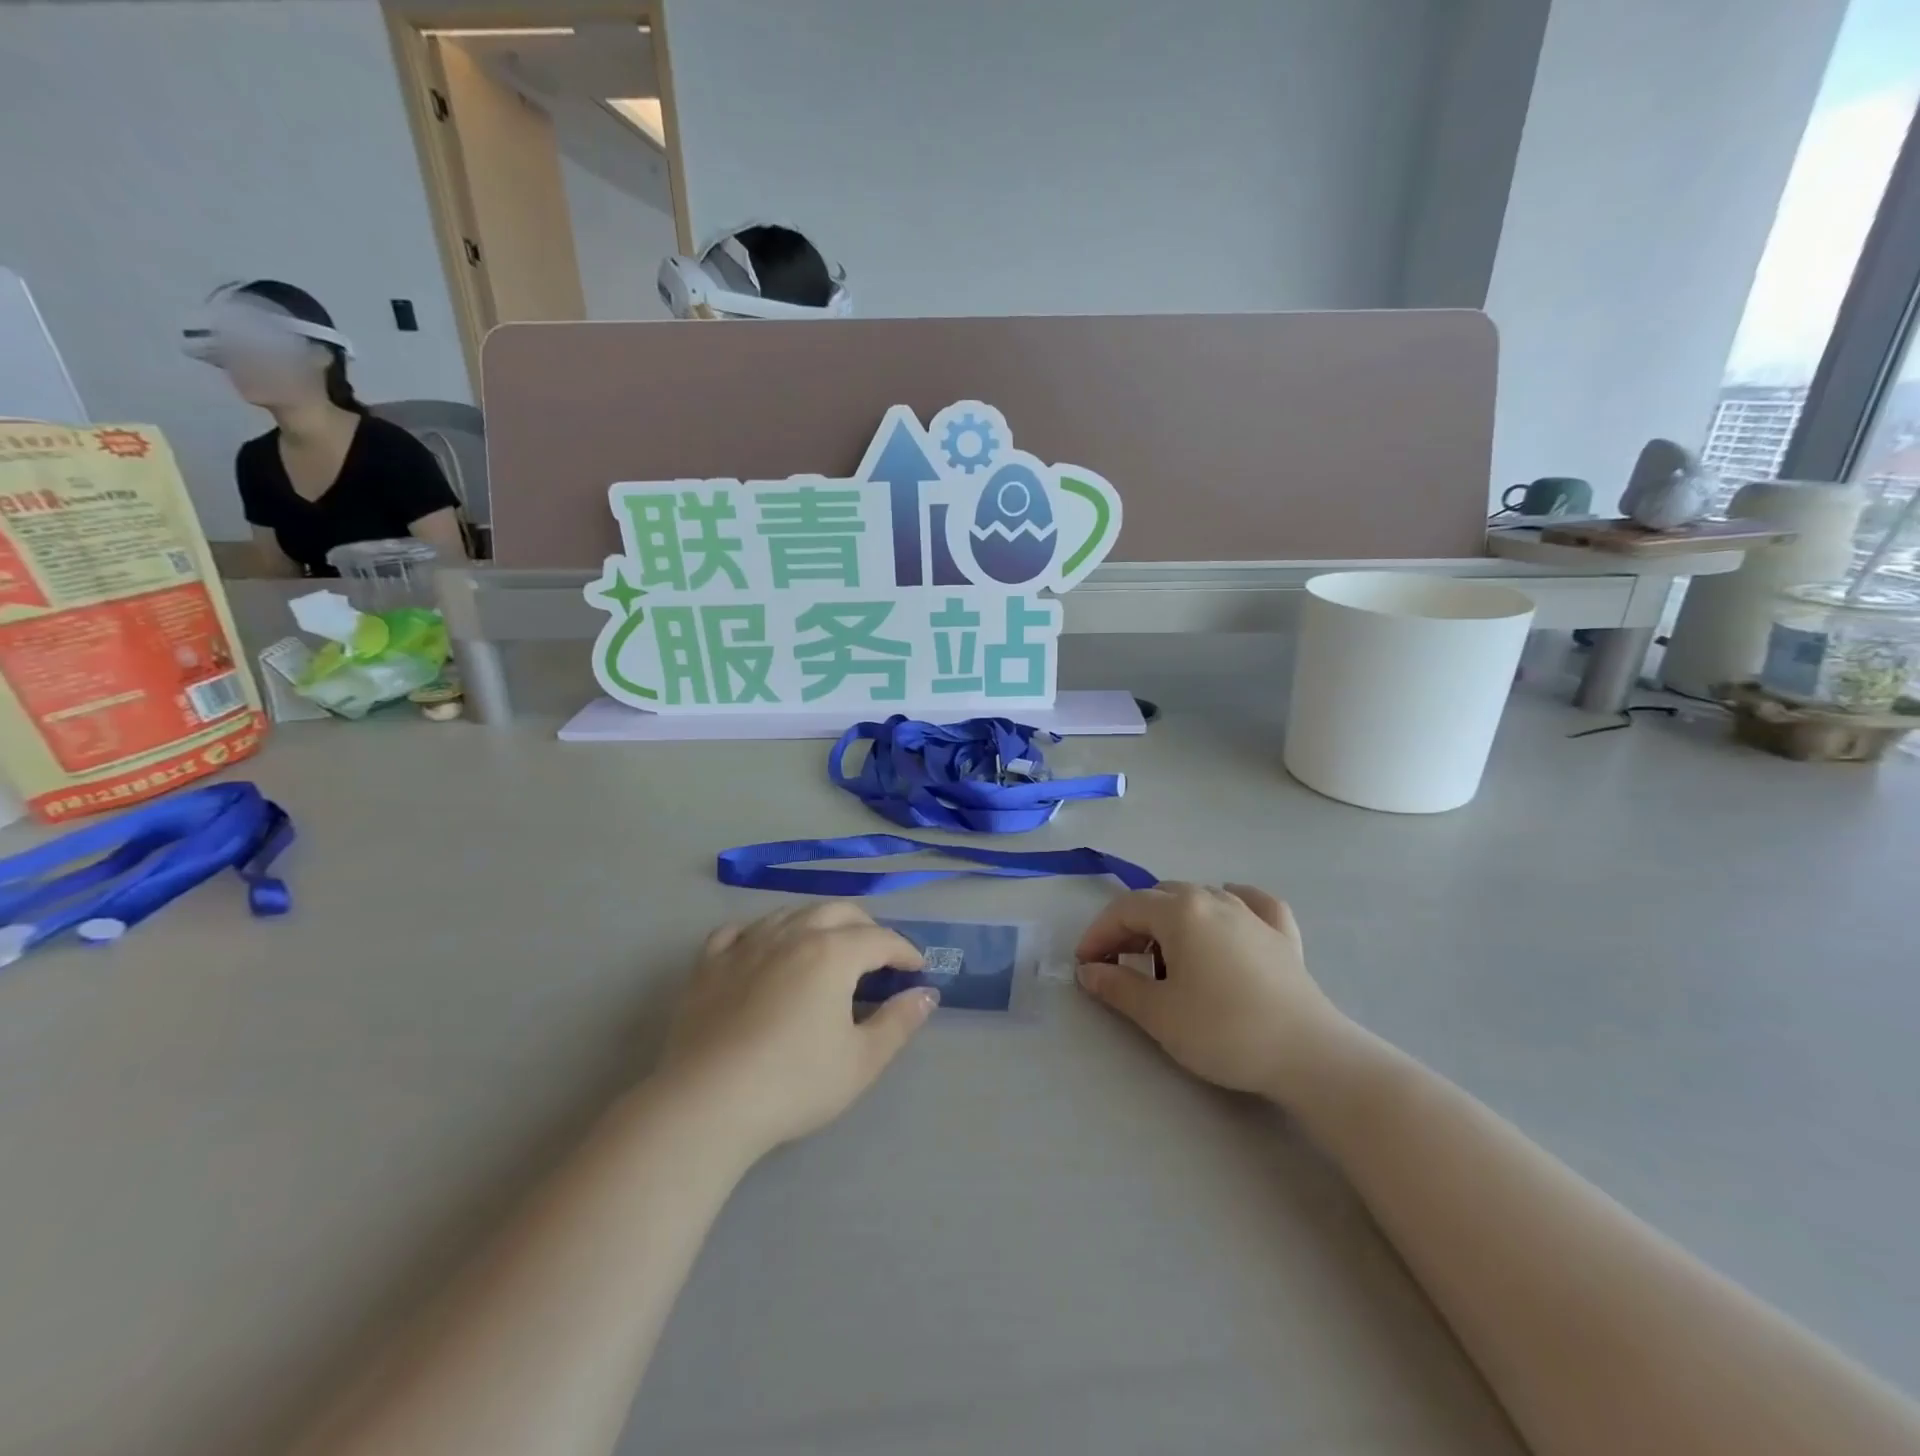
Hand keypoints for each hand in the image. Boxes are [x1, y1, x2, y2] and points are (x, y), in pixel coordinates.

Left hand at [658, 903, 936, 1158]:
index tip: (917, 970)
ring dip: (817, 923)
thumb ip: (899, 1022)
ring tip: (826, 949)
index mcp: (832, 952)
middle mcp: (791, 934)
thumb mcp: (861, 1061)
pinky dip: (760, 934)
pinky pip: (739, 931)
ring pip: (790, 913)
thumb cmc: (794, 1083)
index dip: (905, 951)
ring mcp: (746, 944)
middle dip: (866, 927)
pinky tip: (762, 950)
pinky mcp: (708, 964)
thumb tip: (926, 994)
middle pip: (838, 911)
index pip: (880, 938)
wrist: (707, 1104)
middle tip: (878, 957)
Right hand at [1075, 883, 1349, 1102]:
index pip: (1125, 909)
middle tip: (1118, 964)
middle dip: (1131, 926)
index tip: (1084, 964)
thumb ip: (1117, 987)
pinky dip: (1232, 902)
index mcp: (1181, 912)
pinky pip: (1251, 902)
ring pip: (1200, 897)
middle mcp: (1214, 899)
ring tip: (1165, 955)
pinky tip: (1230, 911)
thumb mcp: (1160, 1014)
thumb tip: (1088, 971)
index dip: (1098, 933)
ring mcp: (1252, 913)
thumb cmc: (1224, 1030)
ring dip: (1172, 919)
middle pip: (1160, 898)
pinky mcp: (1282, 934)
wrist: (1309, 1055)